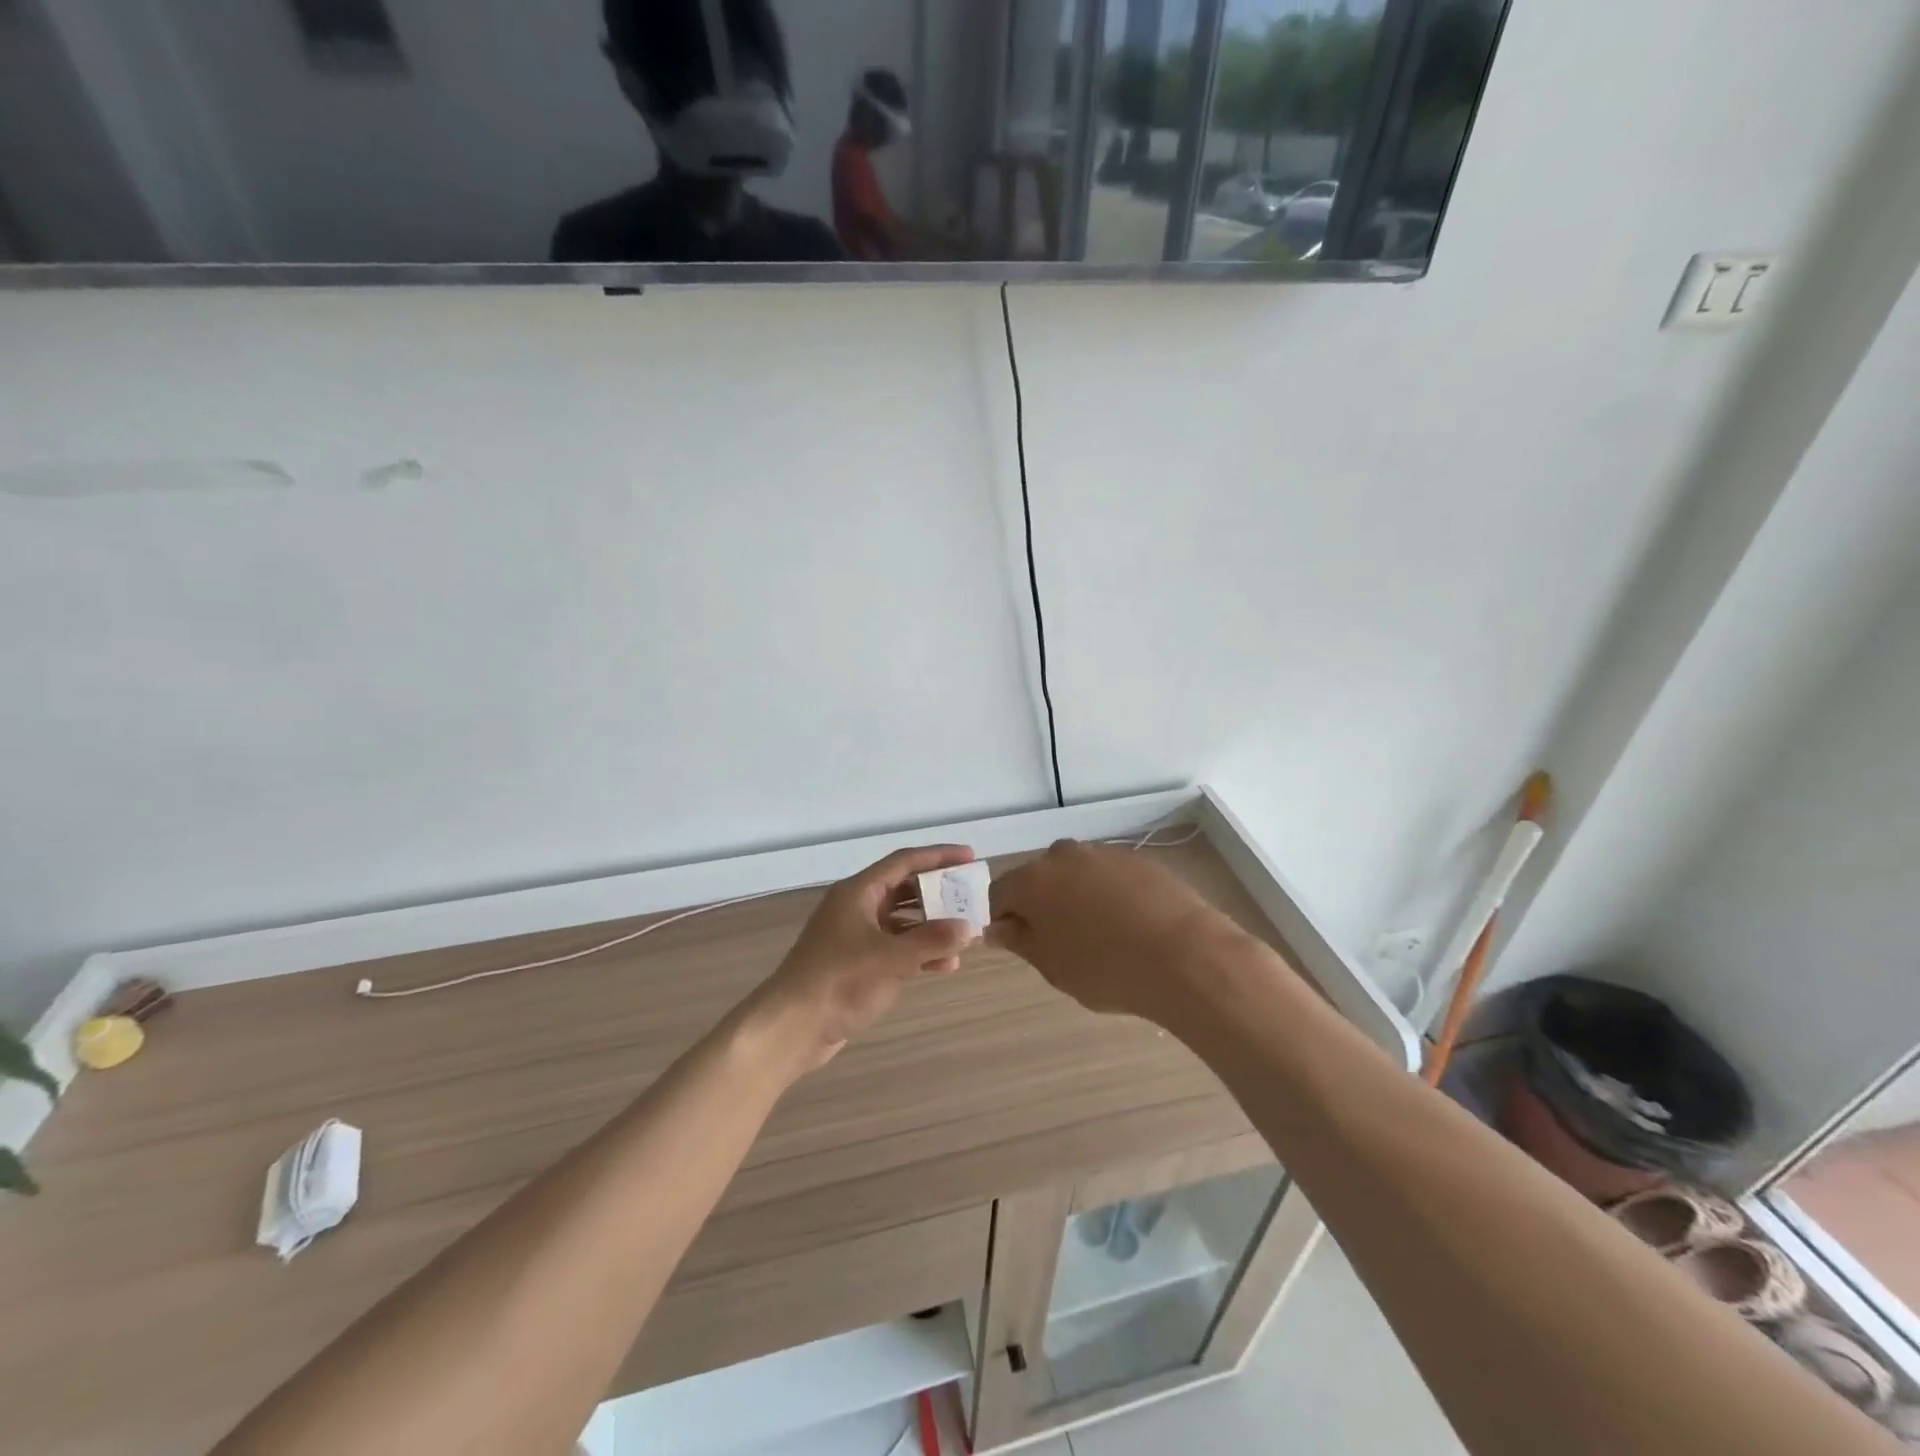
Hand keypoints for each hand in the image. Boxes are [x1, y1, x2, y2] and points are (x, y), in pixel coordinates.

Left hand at [744, 845, 981, 1076]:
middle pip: (904, 890)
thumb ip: (932, 941)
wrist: (791, 1027)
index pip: (904, 862)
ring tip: (965, 935)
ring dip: (932, 927)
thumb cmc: (839, 981)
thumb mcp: (891, 959)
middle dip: (938, 894)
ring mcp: (855, 937)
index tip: (970, 857)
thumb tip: (969, 927)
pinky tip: (945, 966)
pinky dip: (919, 953)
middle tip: (971, 898)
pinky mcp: (856, 964)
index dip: (938, 856)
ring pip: (902, 922)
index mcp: (858, 892)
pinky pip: (896, 948)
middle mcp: (856, 907)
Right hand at [988, 839, 1246, 1028]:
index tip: (1019, 944)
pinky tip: (1131, 926)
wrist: (1186, 956)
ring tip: (1102, 936)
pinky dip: (1110, 895)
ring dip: (1077, 897)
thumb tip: (998, 927)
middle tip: (1061, 944)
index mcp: (1033, 880)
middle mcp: (1064, 855)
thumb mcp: (1053, 966)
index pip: (998, 894)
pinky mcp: (1138, 858)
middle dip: (1041, 905)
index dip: (1003, 920)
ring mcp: (1104, 853)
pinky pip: (1109, 875)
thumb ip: (1020, 940)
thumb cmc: (1107, 968)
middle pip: (1038, 878)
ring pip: (1076, 874)